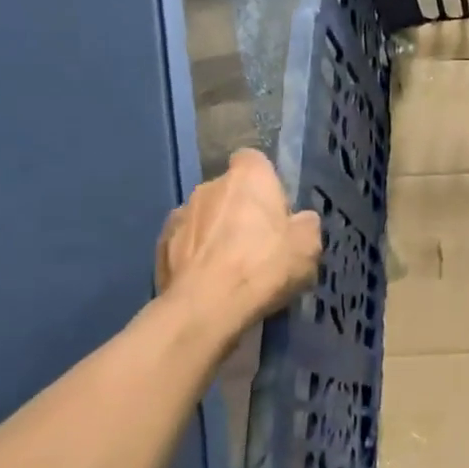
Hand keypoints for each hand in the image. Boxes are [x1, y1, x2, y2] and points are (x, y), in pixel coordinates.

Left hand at [156, 149, 321, 327]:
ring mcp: (179, 214)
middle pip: (228, 191)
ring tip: (229, 267)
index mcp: (248, 177)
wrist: (206, 307)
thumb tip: (299, 221)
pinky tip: (207, 280)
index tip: (275, 208)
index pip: (254, 160)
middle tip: (257, 243)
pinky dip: (195, 255)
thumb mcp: (308, 246)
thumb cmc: (265, 266)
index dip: (265, 182)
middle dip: (240, 210)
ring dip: (215, 233)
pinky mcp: (159, 245)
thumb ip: (305, 224)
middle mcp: (209, 186)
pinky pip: (184, 243)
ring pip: (204, 217)